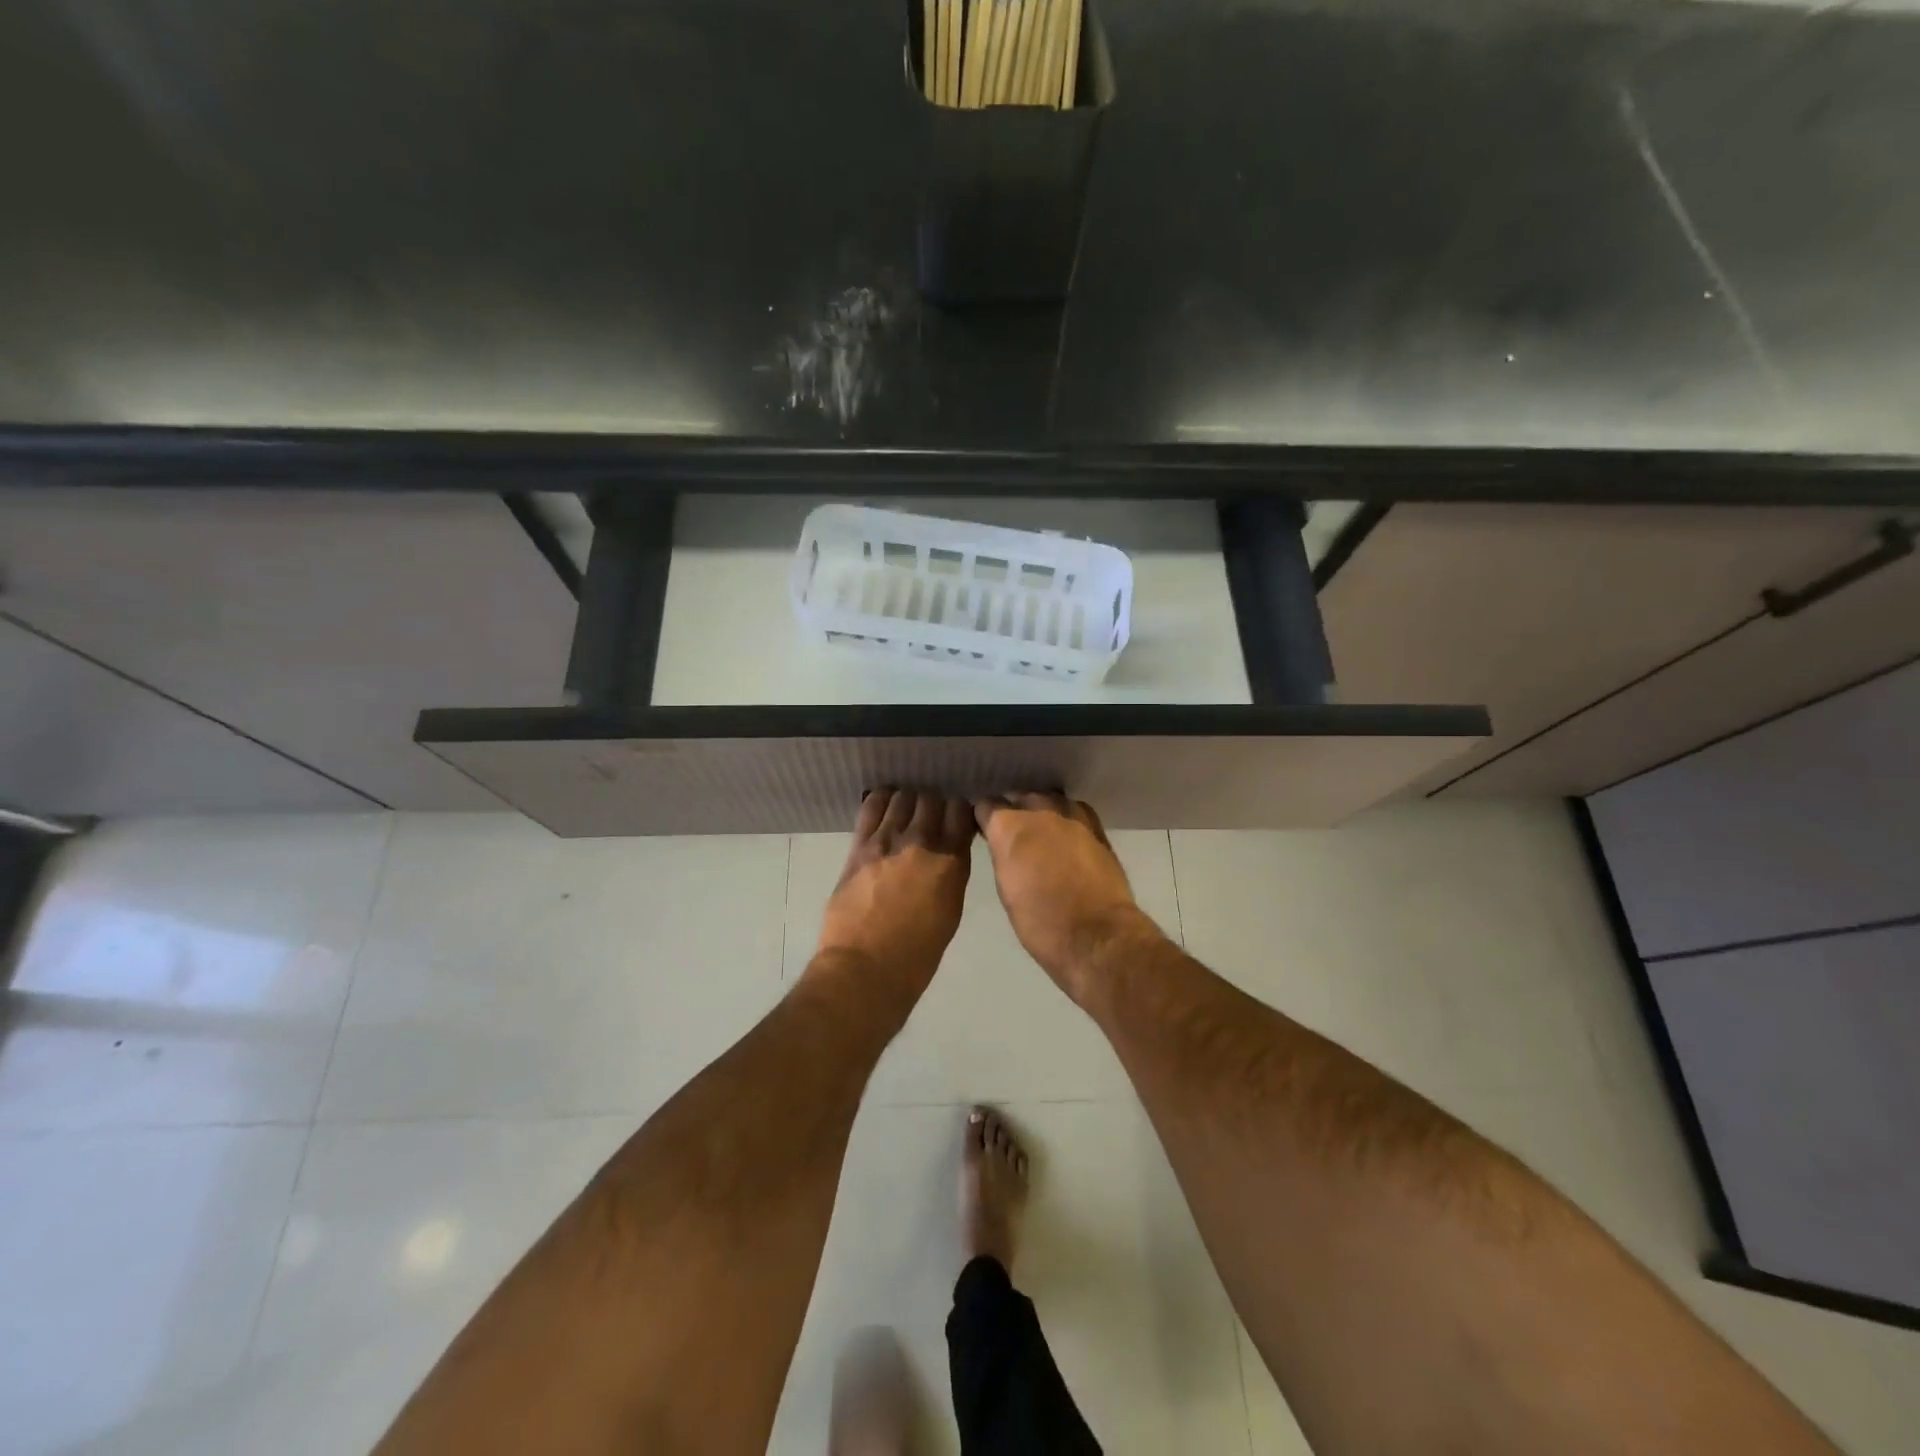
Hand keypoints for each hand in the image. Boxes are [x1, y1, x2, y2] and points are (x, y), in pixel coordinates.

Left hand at [815, 789, 974, 988]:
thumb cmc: (916, 954)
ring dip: (907, 802)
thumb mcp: (950, 911)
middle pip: (932, 800)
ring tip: (904, 813)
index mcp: (951, 863)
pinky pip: (871, 807)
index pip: (961, 812)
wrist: (866, 968)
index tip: (955, 820)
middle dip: (933, 805)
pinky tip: (883, 804)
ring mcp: (888, 841)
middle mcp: (923, 843)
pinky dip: (880, 800)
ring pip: (903, 797)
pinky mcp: (860, 846)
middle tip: (928, 818)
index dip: (958, 812)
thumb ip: (950, 874)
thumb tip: (947, 854)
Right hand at [974, 793, 1162, 1002]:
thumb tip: (1004, 846)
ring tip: (1039, 829)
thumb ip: (1003, 856)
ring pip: (1049, 799)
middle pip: (1019, 796)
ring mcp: (1071, 817)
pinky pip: (1075, 810)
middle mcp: (1039, 812)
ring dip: (1041, 810)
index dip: (983, 816)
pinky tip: (1066, 833)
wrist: (1096, 936)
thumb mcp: (1006, 890)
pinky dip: (1066, 817)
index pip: (986, 805)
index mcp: (1009, 828)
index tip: (983, 827)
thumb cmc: (1040, 924)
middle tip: (1012, 831)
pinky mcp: (1097, 828)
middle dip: (1013, 809)